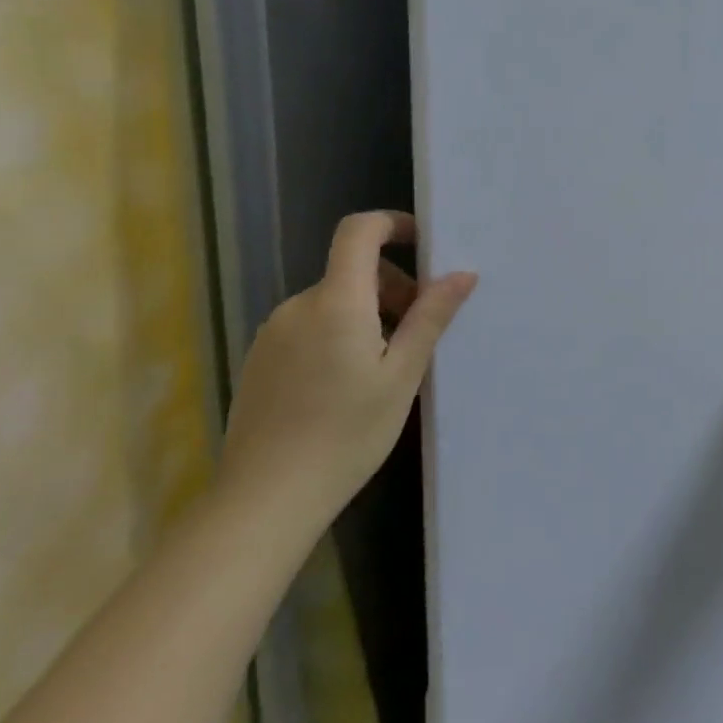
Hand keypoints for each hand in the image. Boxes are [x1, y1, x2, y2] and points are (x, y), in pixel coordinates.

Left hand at [218, 211, 476, 530]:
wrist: (267, 498)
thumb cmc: (348, 432)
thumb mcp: (403, 374)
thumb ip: (430, 317)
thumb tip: (462, 274)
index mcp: (336, 303)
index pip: (358, 232)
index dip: (392, 224)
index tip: (424, 244)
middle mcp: (297, 307)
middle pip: (351, 270)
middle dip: (394, 287)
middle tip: (419, 333)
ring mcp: (273, 333)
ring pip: (333, 301)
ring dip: (368, 314)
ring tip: (388, 366)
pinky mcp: (260, 359)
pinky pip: (310, 326)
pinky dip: (340, 333)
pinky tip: (350, 383)